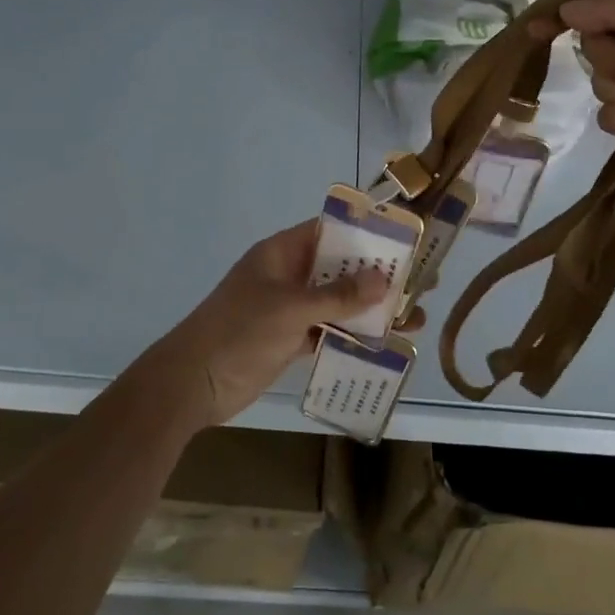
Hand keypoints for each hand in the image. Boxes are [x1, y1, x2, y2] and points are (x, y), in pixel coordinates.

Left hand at [131, 220, 424, 427]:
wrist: (193, 383)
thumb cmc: (240, 331)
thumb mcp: (291, 309)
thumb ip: (338, 296)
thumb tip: (384, 280)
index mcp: (283, 253)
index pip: (330, 231)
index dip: (365, 232)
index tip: (403, 240)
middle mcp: (288, 275)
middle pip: (339, 268)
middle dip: (377, 276)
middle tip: (421, 282)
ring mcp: (288, 309)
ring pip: (337, 303)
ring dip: (370, 310)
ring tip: (414, 318)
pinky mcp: (289, 339)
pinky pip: (328, 331)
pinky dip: (352, 337)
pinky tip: (385, 345)